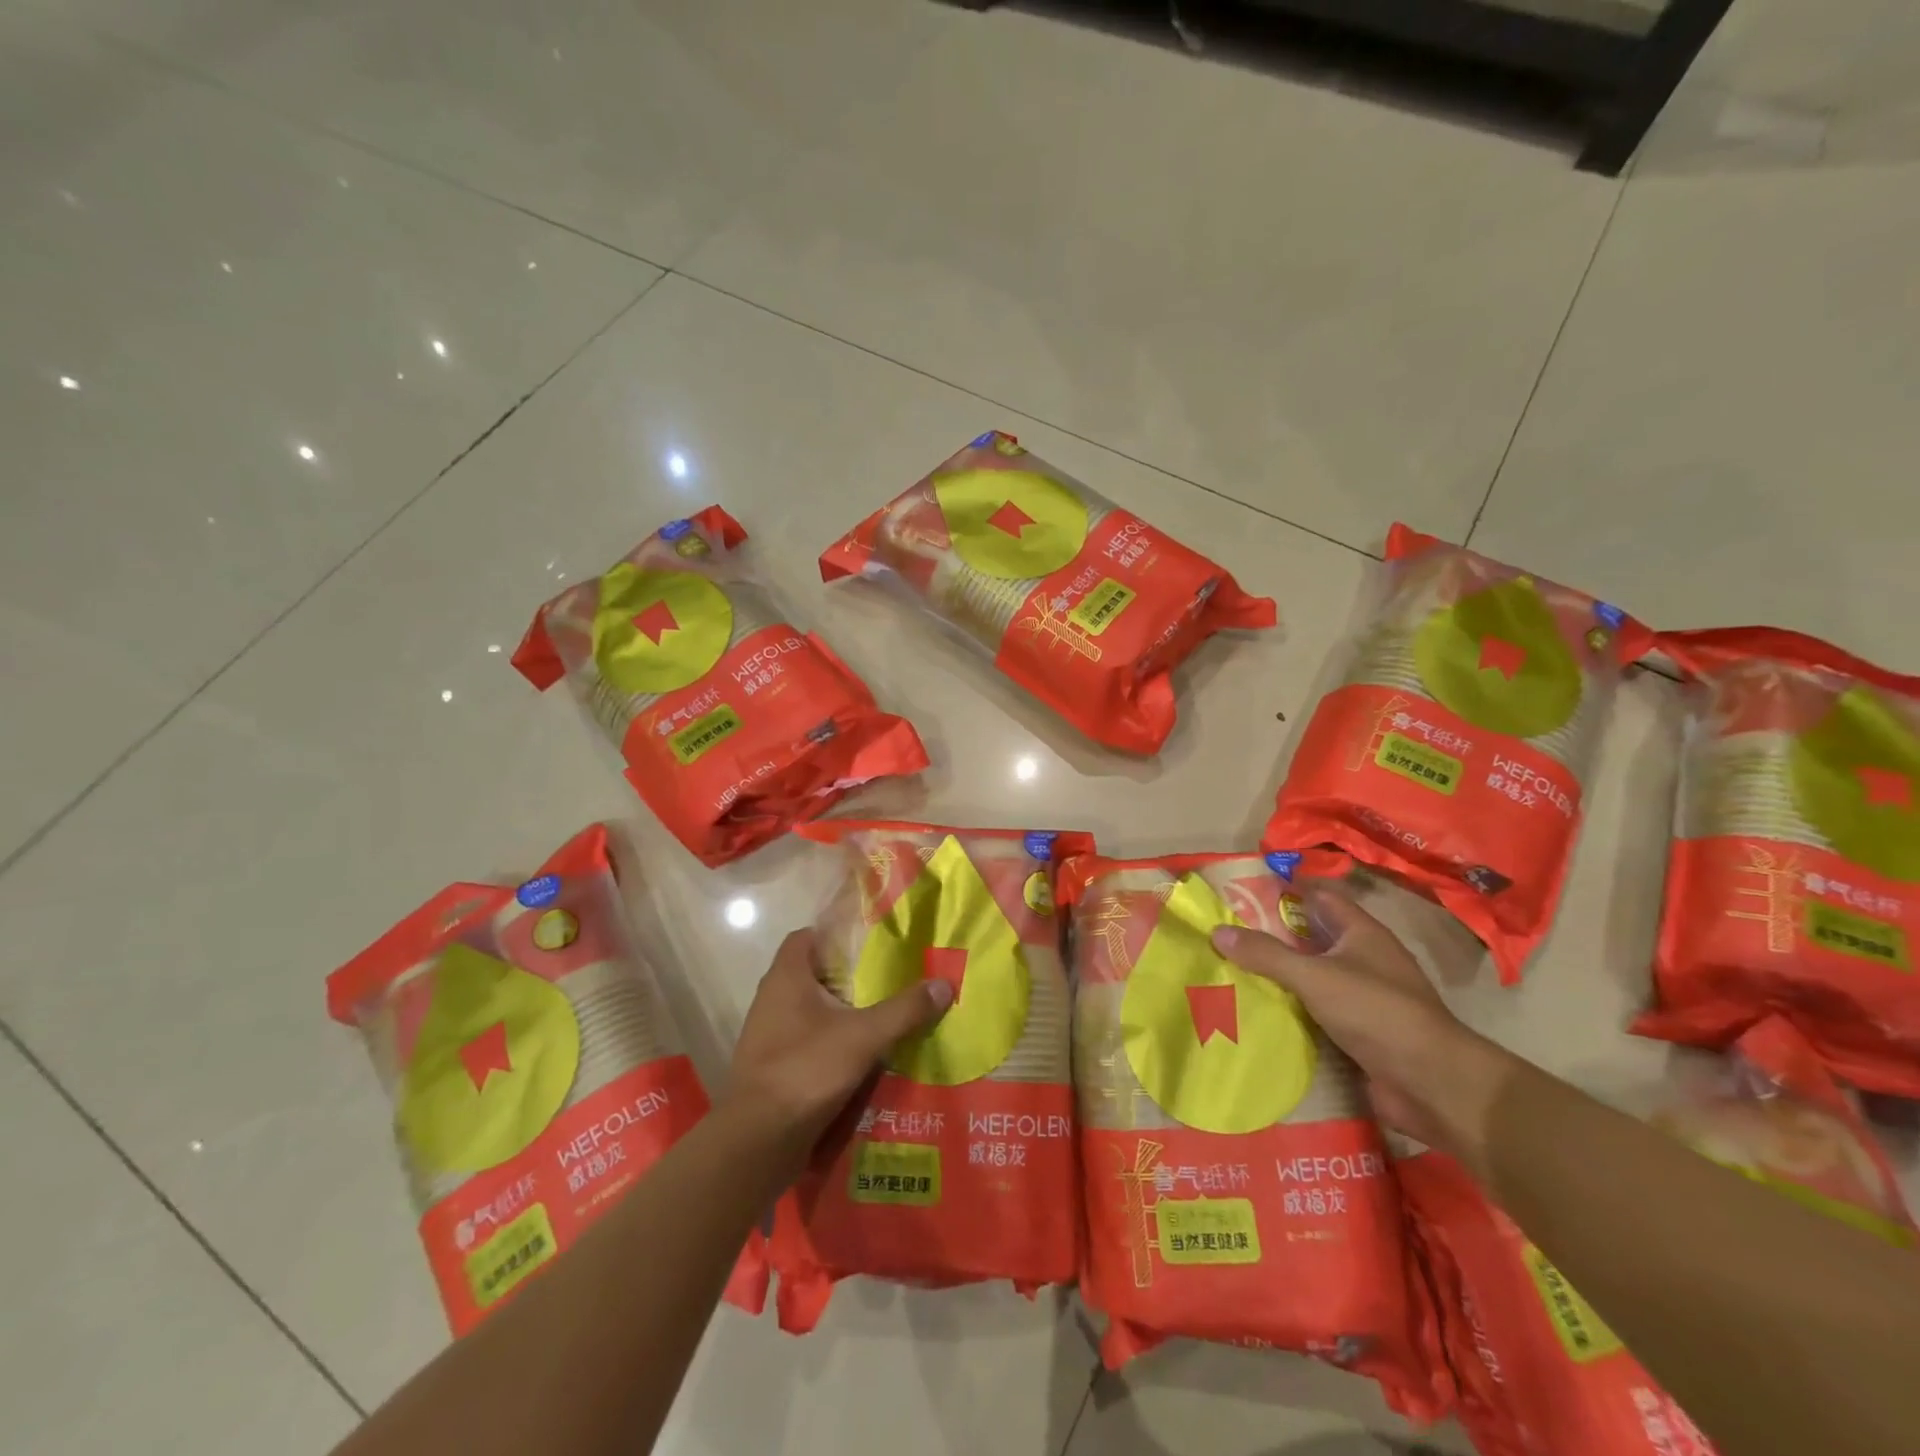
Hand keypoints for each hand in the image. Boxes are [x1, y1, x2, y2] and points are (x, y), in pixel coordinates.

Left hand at [720, 929, 952, 1173]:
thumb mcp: (864, 1036)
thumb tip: (944, 983)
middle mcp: (772, 999)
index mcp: (786, 977)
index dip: (836, 933)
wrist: (757, 1141)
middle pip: (814, 974)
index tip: (871, 941)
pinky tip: (864, 1056)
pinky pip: (808, 1042)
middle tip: (890, 977)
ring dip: (843, 1013)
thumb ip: (904, 1009)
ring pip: (812, 1011)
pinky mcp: (775, 1067)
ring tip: (884, 1015)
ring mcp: (770, 1035)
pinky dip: (833, 1044)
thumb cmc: (805, 1070)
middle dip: (850, 976)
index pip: (807, 936)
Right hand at [1211, 887, 1515, 1155]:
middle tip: (1225, 934)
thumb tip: (1217, 931)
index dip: (1285, 890)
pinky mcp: (1360, 1034)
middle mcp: (1365, 960)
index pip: (1320, 897)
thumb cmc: (1376, 1012)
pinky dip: (1291, 1012)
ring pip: (1312, 978)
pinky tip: (1256, 1014)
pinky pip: (1316, 1014)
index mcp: (1362, 933)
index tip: (1243, 891)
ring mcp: (1364, 999)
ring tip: (1229, 971)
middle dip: (1272, 937)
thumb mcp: (1314, 976)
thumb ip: (1266, 954)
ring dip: (1279, 978)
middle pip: (1311, 939)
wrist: (1432, 1084)